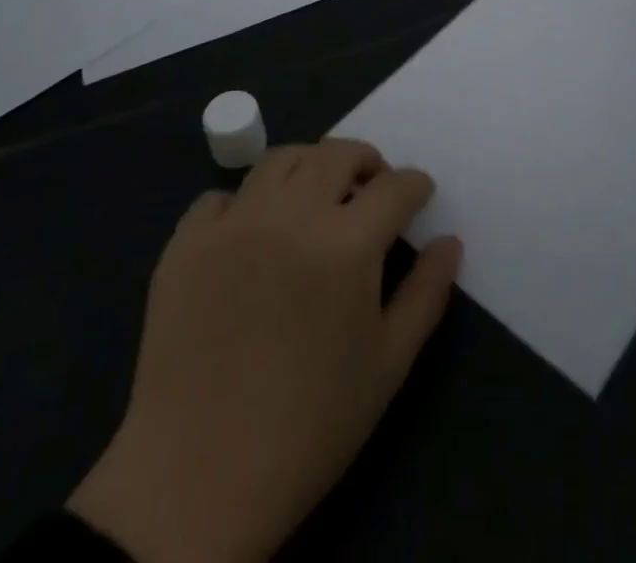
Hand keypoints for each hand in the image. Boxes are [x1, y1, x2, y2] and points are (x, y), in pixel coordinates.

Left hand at [69, 140, 462, 562]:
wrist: (197, 482)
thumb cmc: (309, 427)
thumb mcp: (387, 366)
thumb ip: (426, 294)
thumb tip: (450, 242)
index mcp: (347, 243)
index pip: (395, 187)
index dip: (415, 186)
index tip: (419, 196)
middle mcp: (291, 215)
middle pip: (337, 153)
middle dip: (365, 162)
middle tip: (370, 190)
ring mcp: (233, 223)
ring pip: (281, 160)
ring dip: (310, 167)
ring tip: (316, 198)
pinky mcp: (185, 244)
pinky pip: (220, 198)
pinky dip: (245, 202)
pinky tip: (252, 235)